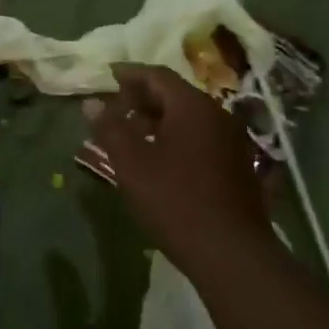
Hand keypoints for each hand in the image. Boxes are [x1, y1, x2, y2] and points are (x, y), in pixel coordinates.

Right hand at [84, 64, 272, 275]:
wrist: (232, 253)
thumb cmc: (176, 202)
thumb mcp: (133, 165)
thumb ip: (111, 129)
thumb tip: (92, 103)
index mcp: (193, 106)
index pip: (157, 76)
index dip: (130, 75)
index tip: (109, 77)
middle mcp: (216, 114)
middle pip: (174, 94)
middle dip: (142, 98)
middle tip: (116, 109)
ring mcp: (231, 139)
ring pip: (188, 116)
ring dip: (159, 119)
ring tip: (132, 134)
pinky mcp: (237, 164)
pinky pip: (201, 136)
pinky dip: (176, 136)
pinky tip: (160, 157)